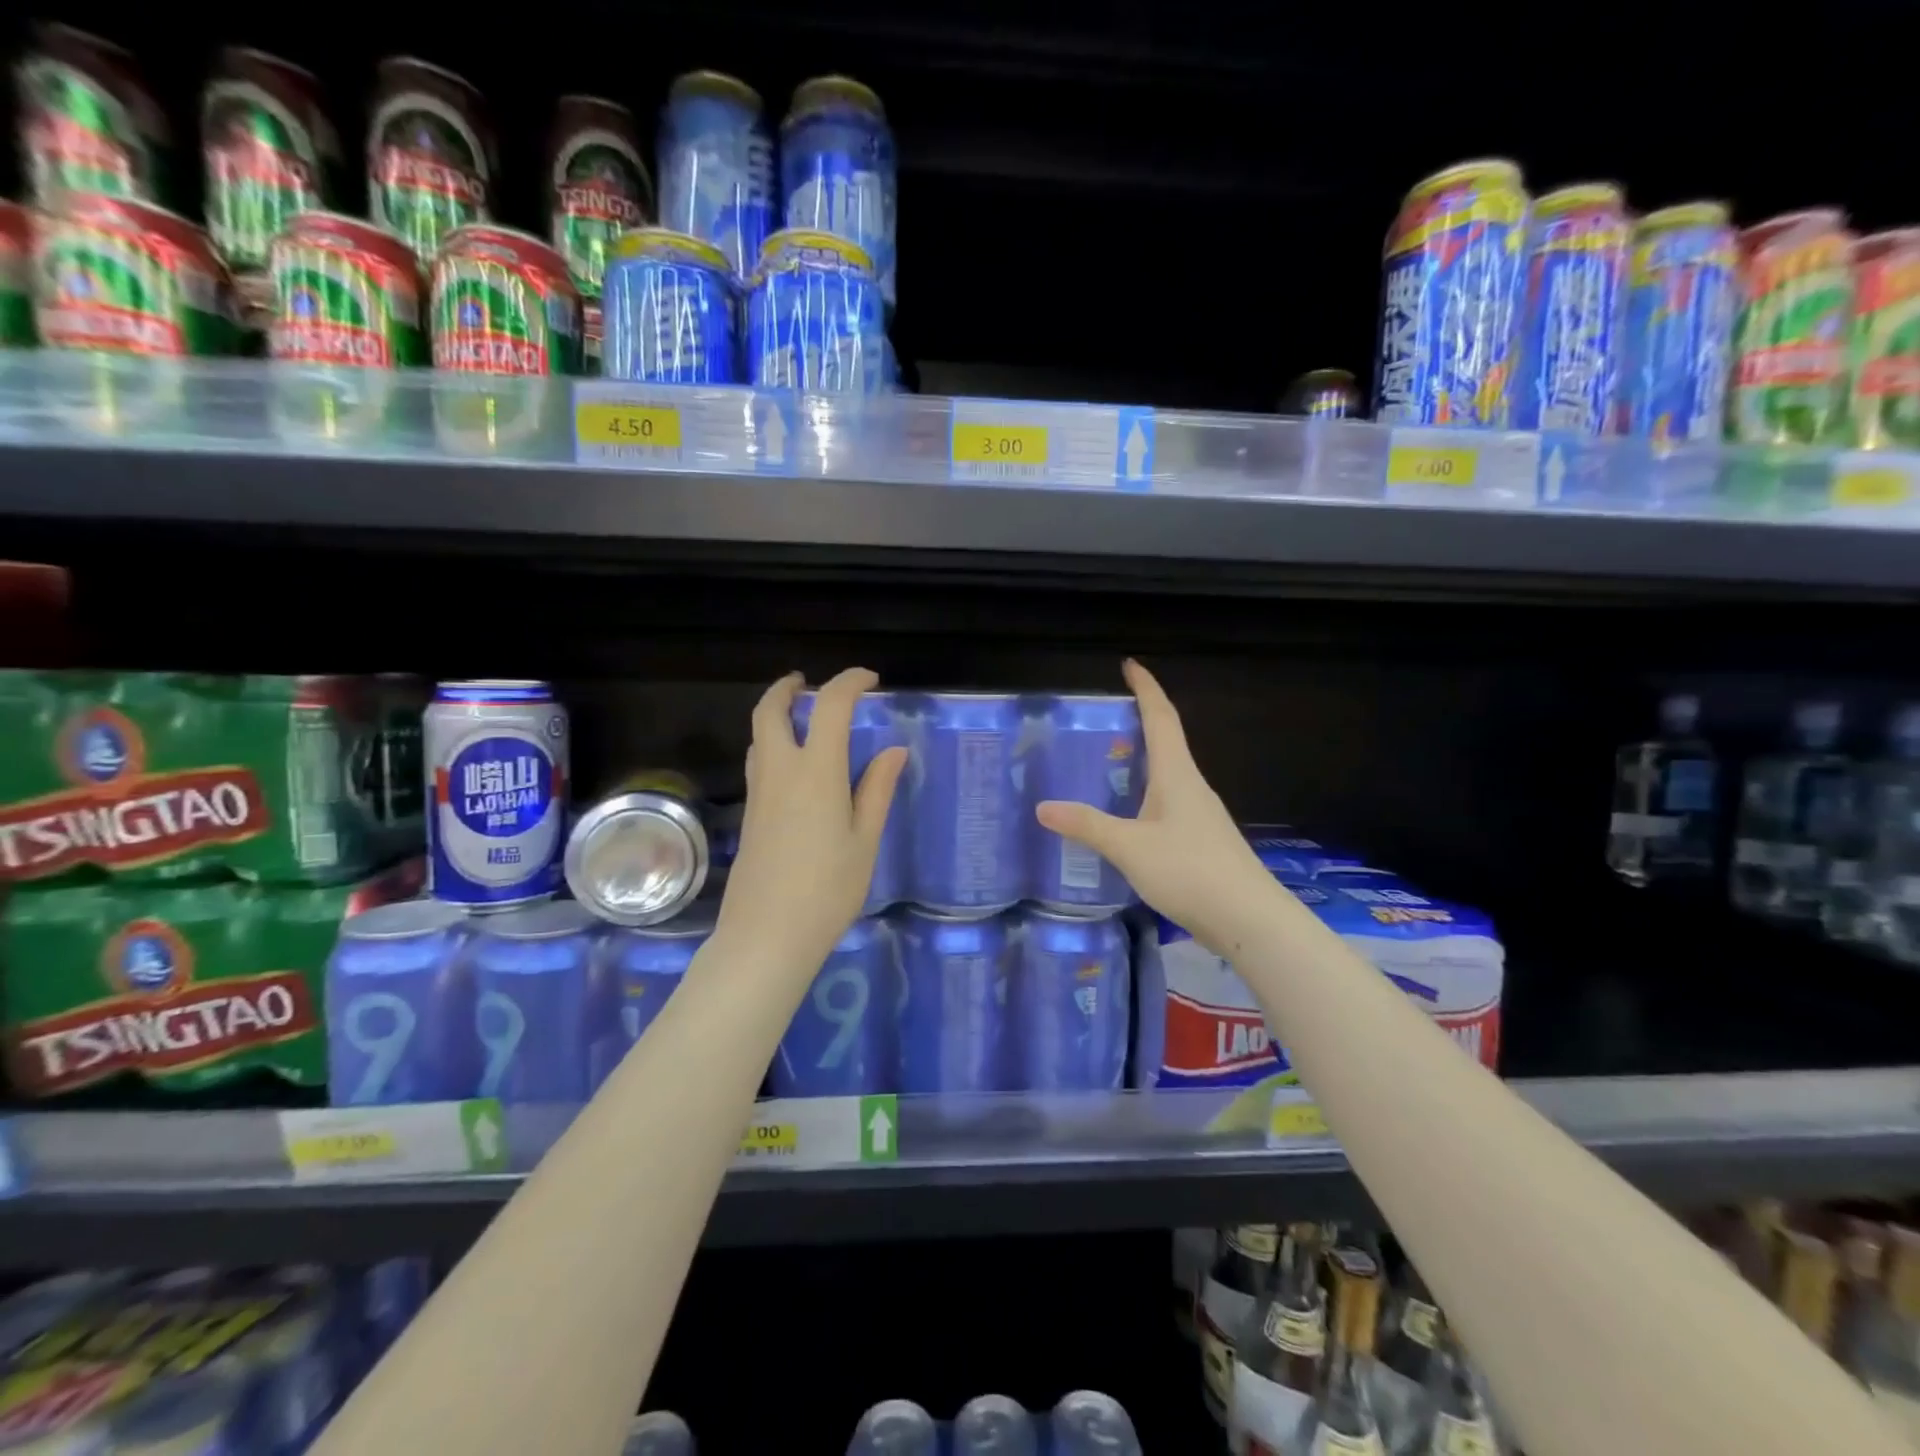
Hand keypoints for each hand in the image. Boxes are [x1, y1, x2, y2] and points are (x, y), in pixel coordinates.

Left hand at [714, 668, 906, 987]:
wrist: (766, 936)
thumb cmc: (828, 890)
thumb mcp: (865, 840)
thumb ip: (877, 789)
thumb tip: (893, 750)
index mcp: (816, 772)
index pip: (830, 706)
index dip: (849, 682)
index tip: (870, 680)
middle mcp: (780, 772)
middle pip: (771, 711)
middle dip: (788, 688)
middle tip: (808, 683)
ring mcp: (758, 793)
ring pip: (758, 736)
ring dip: (776, 715)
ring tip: (803, 719)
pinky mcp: (749, 815)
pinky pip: (758, 762)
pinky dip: (772, 744)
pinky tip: (795, 768)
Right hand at [1035, 659, 1275, 953]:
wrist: (1249, 921)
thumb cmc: (1189, 871)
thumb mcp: (1129, 847)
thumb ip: (1087, 826)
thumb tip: (1043, 807)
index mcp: (1177, 775)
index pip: (1161, 717)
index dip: (1145, 688)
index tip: (1130, 665)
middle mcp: (1192, 787)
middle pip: (1168, 741)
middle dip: (1141, 721)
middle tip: (1106, 718)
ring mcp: (1201, 815)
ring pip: (1169, 775)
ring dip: (1145, 760)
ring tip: (1110, 763)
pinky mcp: (1203, 841)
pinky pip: (1170, 803)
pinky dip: (1147, 794)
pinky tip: (1131, 816)